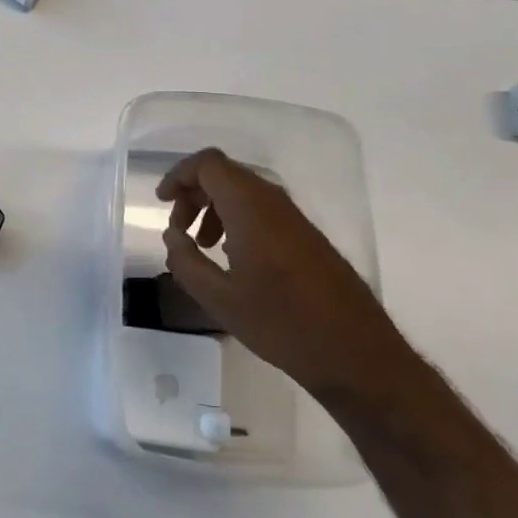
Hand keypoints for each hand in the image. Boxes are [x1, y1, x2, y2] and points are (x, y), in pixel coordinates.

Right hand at [157, 148, 419, 401]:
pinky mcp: (306, 235)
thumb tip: (173, 234)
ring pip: (244, 192)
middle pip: (225, 174)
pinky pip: (262, 210)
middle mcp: (274, 203)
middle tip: (179, 230)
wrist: (354, 352)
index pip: (208, 165)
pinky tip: (232, 257)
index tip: (162, 202)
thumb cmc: (281, 324)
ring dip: (215, 209)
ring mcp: (294, 218)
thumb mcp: (218, 298)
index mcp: (250, 209)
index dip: (179, 175)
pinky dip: (237, 220)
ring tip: (202, 247)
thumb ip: (185, 260)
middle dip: (194, 194)